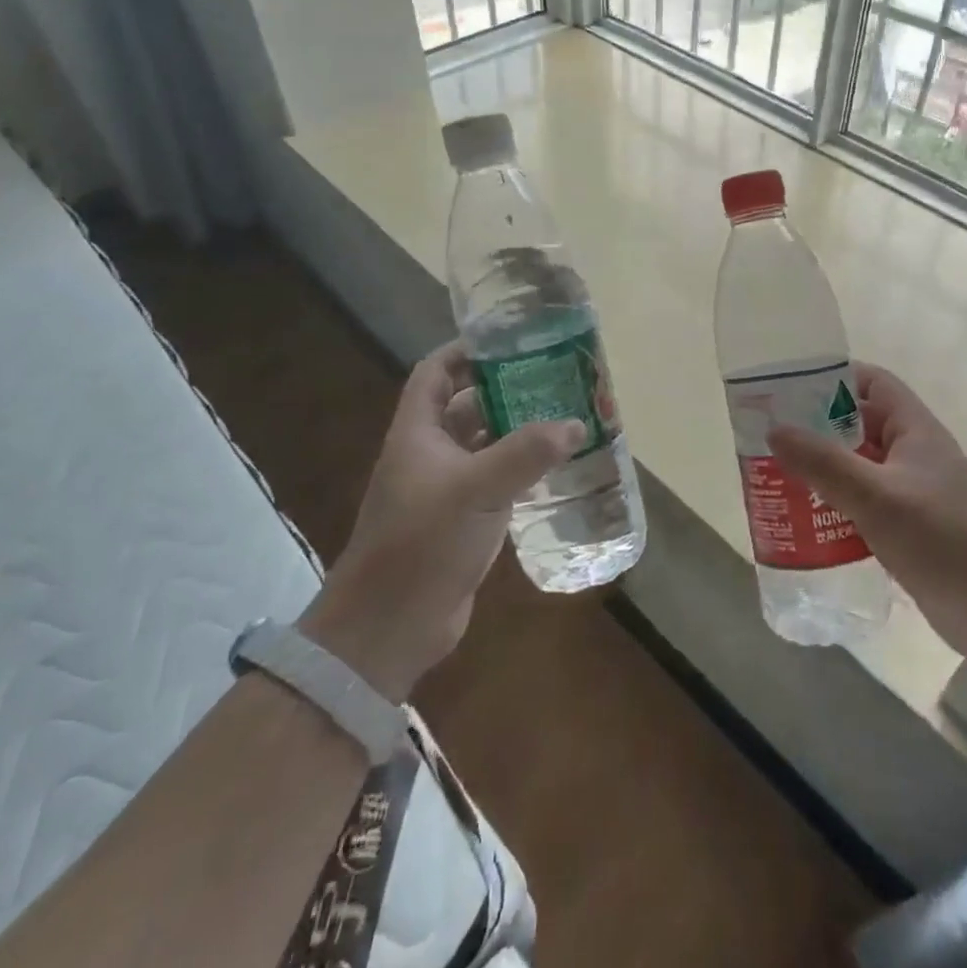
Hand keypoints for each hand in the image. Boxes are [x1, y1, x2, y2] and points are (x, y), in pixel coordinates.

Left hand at [298, 341, 584, 700]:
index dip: (466, 351)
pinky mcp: (462, 521)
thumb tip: (577, 423)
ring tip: (564, 416)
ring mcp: (445, 489)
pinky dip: (521, 470)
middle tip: (554, 379)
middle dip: (506, 390)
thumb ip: (527, 453)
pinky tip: (556, 468)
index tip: (510, 341)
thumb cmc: (422, 542)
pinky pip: (495, 481)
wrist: (389, 626)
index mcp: (418, 433)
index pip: (435, 372)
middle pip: (467, 405)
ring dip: (518, 432)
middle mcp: (429, 454)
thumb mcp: (476, 489)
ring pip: (485, 445)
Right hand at [768, 363, 966, 653]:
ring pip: (860, 466)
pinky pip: (865, 502)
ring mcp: (914, 492)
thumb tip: (774, 430)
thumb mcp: (876, 496)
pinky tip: (808, 519)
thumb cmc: (942, 539)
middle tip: (773, 436)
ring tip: (779, 476)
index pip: (873, 383)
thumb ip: (823, 462)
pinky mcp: (910, 527)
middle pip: (860, 425)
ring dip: (824, 469)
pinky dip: (837, 503)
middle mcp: (915, 453)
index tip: (791, 390)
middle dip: (818, 427)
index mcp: (916, 429)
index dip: (835, 379)